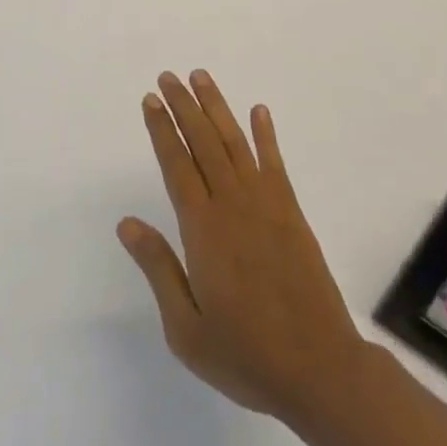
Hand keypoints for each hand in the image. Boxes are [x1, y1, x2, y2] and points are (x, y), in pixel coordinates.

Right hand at [117, 70, 369, 424]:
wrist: (320, 370)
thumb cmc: (246, 355)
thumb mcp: (187, 329)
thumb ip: (158, 269)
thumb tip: (126, 223)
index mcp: (203, 229)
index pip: (176, 164)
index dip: (162, 129)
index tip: (151, 100)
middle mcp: (232, 204)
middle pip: (203, 142)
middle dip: (183, 106)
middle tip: (168, 76)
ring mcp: (266, 204)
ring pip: (235, 142)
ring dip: (216, 107)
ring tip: (201, 77)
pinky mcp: (291, 213)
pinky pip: (275, 162)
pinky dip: (266, 134)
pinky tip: (259, 111)